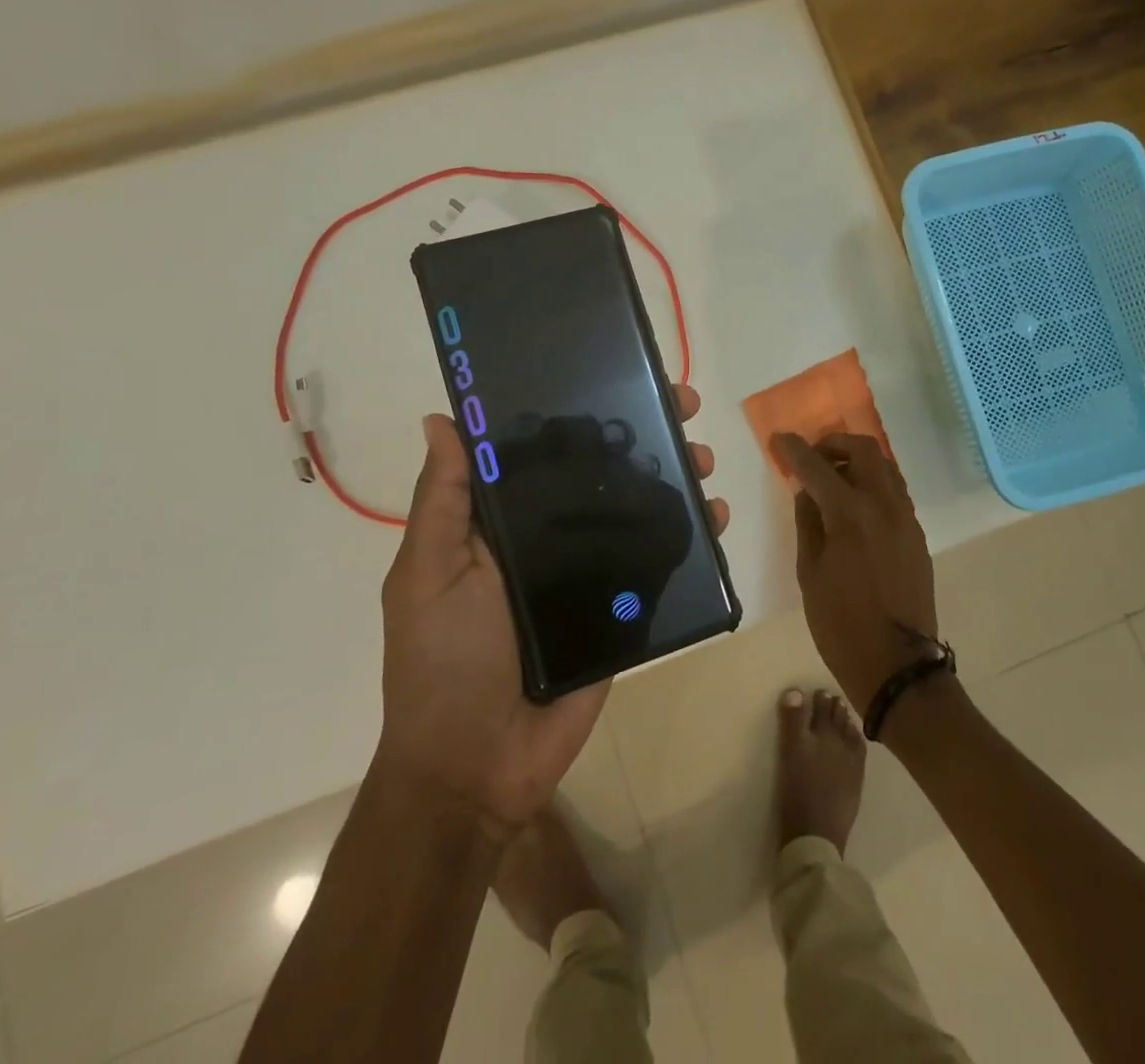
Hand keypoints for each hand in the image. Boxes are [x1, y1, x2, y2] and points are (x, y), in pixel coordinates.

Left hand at [377, 384, 727, 838]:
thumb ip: (444, 500)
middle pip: (600, 474)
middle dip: (642, 436)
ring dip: (673, 478)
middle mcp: (548, 538)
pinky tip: (715, 516)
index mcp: (502, 523)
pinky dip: (690, 538)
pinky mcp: (622, 610)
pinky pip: (659, 565)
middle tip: (680, 408)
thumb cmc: (444, 658)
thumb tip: (441, 418)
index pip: (543, 451)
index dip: (577, 412)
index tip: (612, 377)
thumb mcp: (429, 571)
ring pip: (636, 512)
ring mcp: (588, 574)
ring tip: (702, 460)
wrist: (477, 765)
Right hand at [770, 433, 939, 711]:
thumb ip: (808, 522)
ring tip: (835, 481)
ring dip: (858, 461)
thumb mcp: (809, 572)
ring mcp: (906, 518)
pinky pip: (895, 492)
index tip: (780, 439)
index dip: (795, 449)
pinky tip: (856, 508)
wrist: (896, 665)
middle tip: (814, 458)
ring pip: (885, 467)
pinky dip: (874, 485)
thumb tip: (806, 491)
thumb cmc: (840, 623)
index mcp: (850, 513)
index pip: (817, 466)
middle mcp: (884, 505)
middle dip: (835, 444)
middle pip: (864, 449)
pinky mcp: (917, 535)